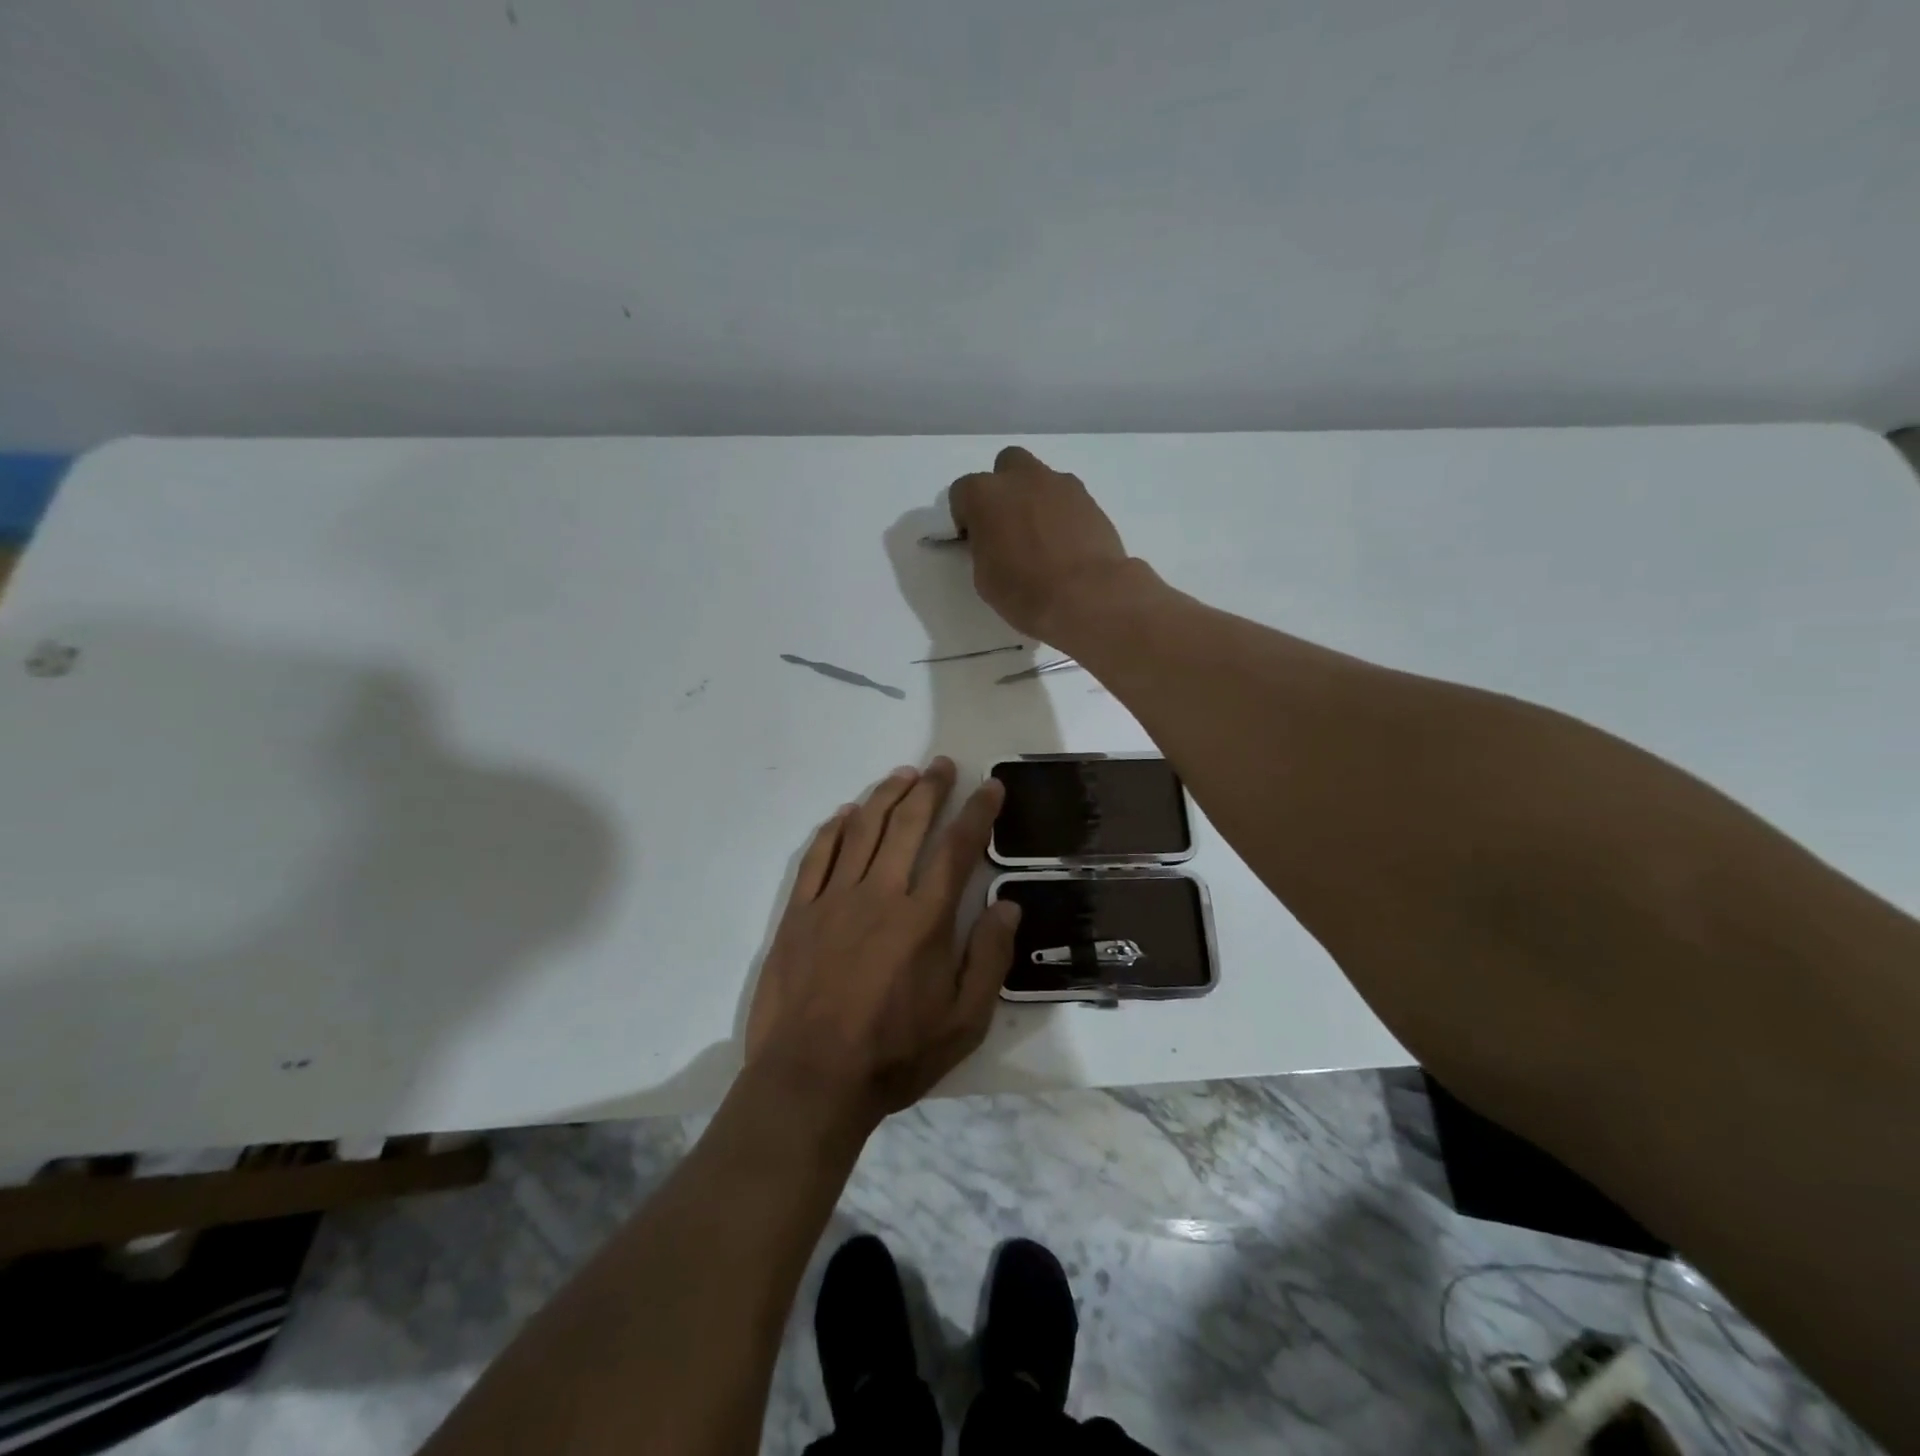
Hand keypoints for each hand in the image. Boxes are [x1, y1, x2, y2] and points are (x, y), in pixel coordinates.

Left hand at [745, 758, 1019, 1127]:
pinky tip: (845, 813)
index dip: (977, 812)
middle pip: (907, 824)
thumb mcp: (964, 1022)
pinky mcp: (799, 913)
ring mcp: (833, 899)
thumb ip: (990, 959)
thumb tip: (1007, 905)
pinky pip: (817, 857)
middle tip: (942, 765)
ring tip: (903, 775)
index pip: (957, 848)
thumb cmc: (895, 1054)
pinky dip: (833, 829)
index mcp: (924, 919)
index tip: (990, 786)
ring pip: (862, 830)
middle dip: (930, 789)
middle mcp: (880, 894)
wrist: (810, 1081)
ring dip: (885, 796)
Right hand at [949, 446, 1132, 640]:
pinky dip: (1063, 514)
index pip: (962, 492)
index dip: (966, 516)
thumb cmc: (1024, 591)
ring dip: (1036, 499)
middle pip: (1007, 466)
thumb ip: (984, 546)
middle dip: (1005, 489)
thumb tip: (994, 541)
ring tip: (1043, 538)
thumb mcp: (984, 576)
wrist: (1086, 596)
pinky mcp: (1090, 499)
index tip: (973, 539)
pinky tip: (1067, 545)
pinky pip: (1068, 499)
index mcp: (985, 494)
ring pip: (1041, 479)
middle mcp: (1022, 477)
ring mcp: (1060, 484)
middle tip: (1009, 526)